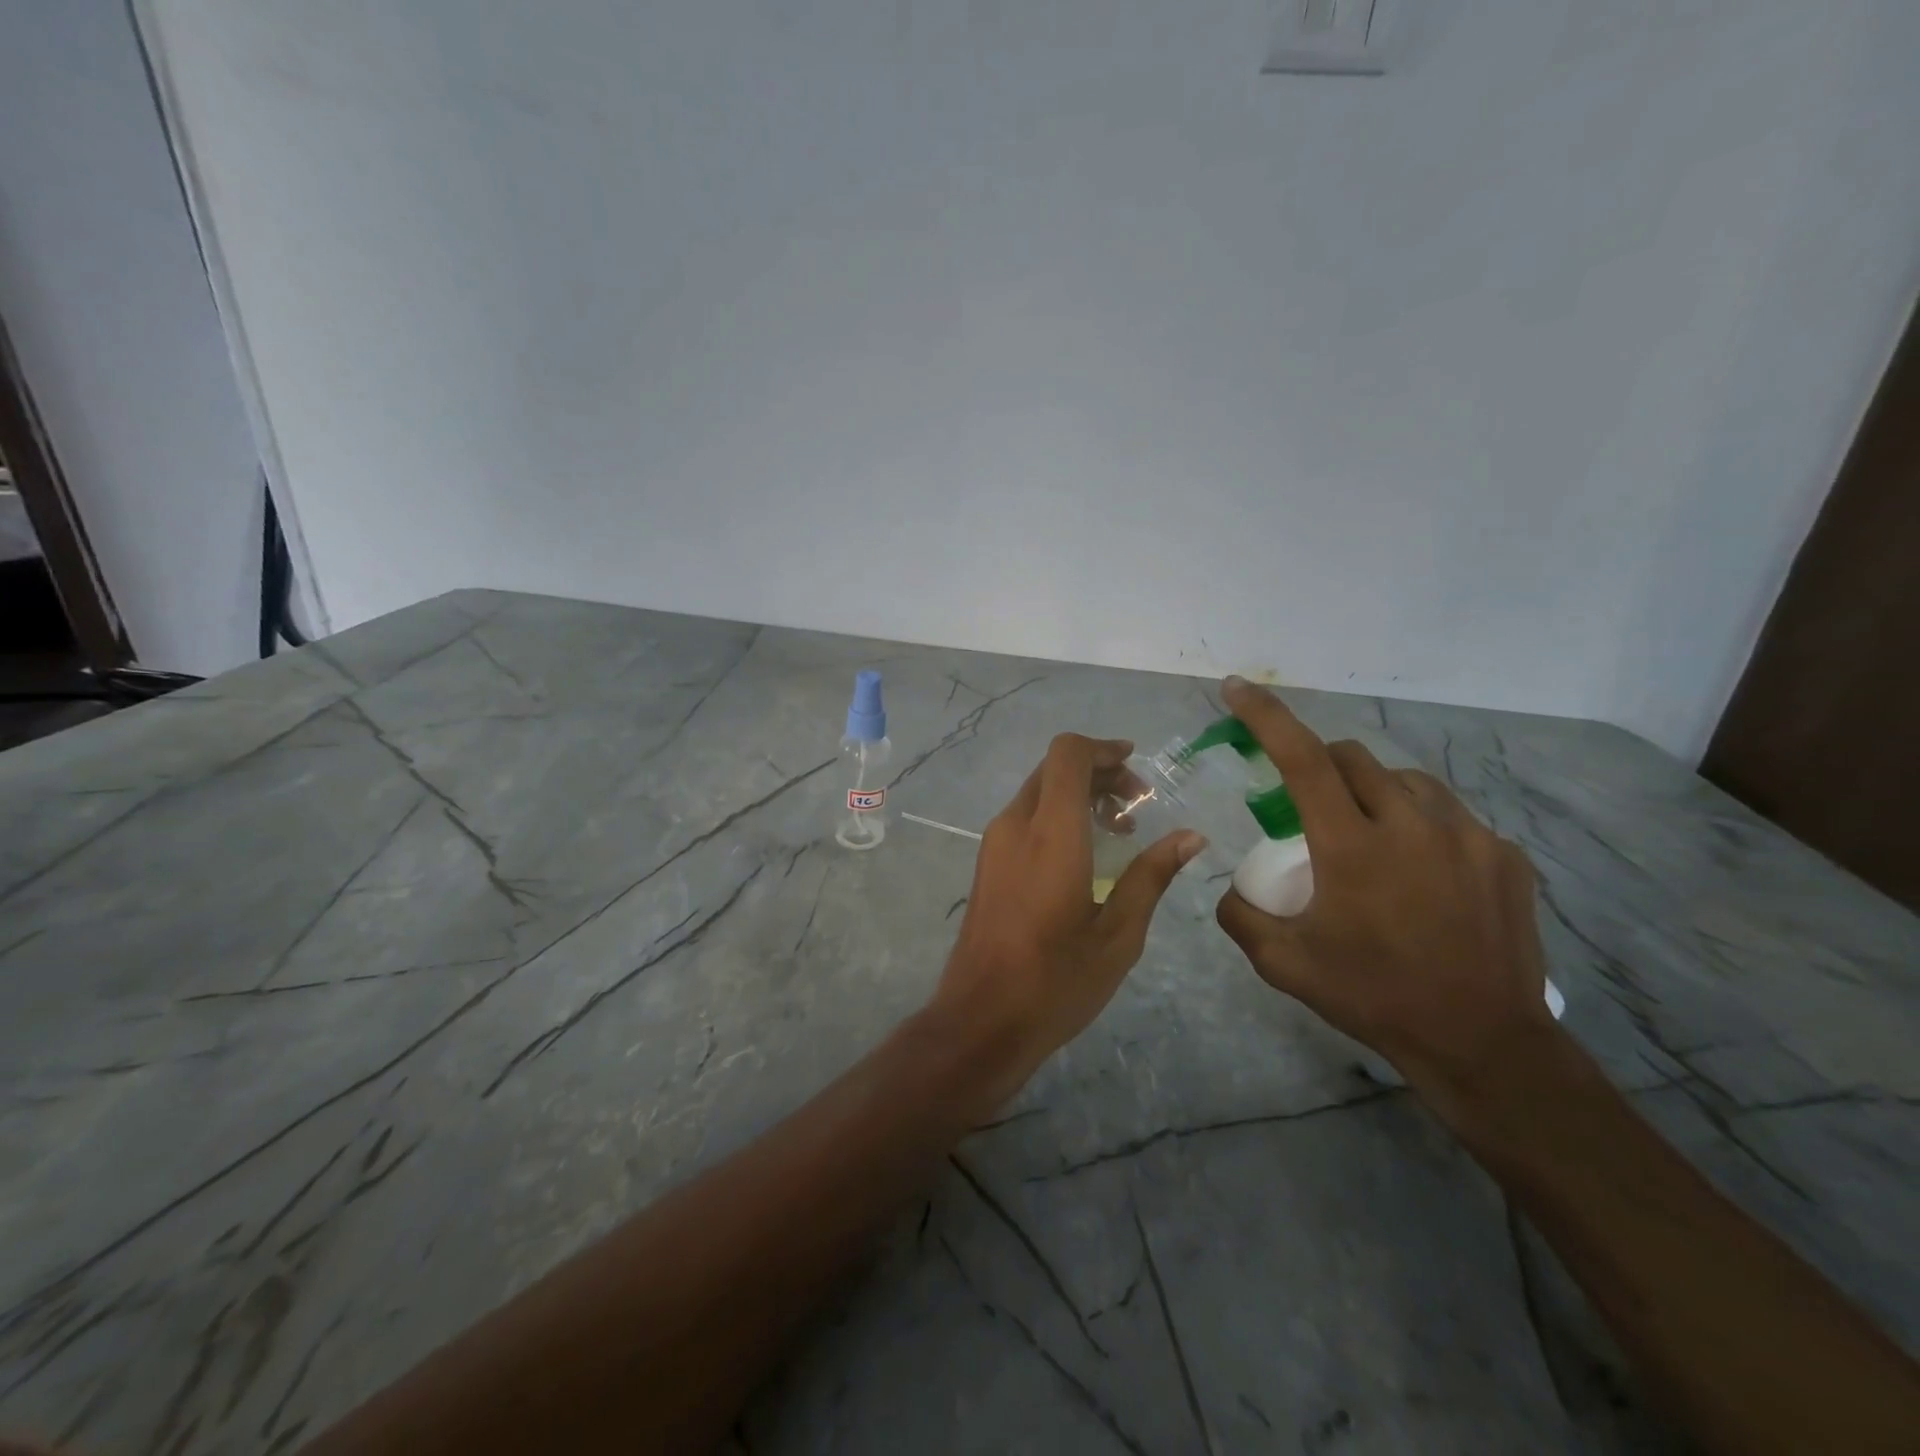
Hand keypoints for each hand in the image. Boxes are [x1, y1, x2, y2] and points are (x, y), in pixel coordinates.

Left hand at [930, 734, 1204, 1105]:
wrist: (980, 1019)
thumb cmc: (1056, 981)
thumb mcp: (1118, 934)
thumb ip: (1152, 876)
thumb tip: (1191, 836)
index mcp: (1050, 834)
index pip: (1067, 756)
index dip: (1102, 749)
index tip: (1136, 766)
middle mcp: (1015, 826)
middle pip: (1054, 769)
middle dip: (1098, 772)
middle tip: (1137, 804)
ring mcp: (994, 844)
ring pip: (1037, 792)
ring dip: (1077, 794)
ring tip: (1118, 830)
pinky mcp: (986, 864)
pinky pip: (1024, 817)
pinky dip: (1057, 814)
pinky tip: (1084, 853)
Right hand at [1213, 678, 1555, 1107]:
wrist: (1483, 1043)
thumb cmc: (1373, 997)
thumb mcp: (1284, 964)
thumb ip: (1239, 915)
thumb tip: (1231, 886)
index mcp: (1352, 846)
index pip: (1300, 758)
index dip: (1264, 716)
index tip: (1237, 689)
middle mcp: (1412, 825)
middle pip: (1352, 758)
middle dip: (1320, 766)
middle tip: (1310, 809)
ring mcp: (1469, 837)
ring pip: (1404, 780)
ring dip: (1371, 792)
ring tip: (1368, 838)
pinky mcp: (1506, 855)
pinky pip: (1449, 815)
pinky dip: (1420, 825)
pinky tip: (1422, 872)